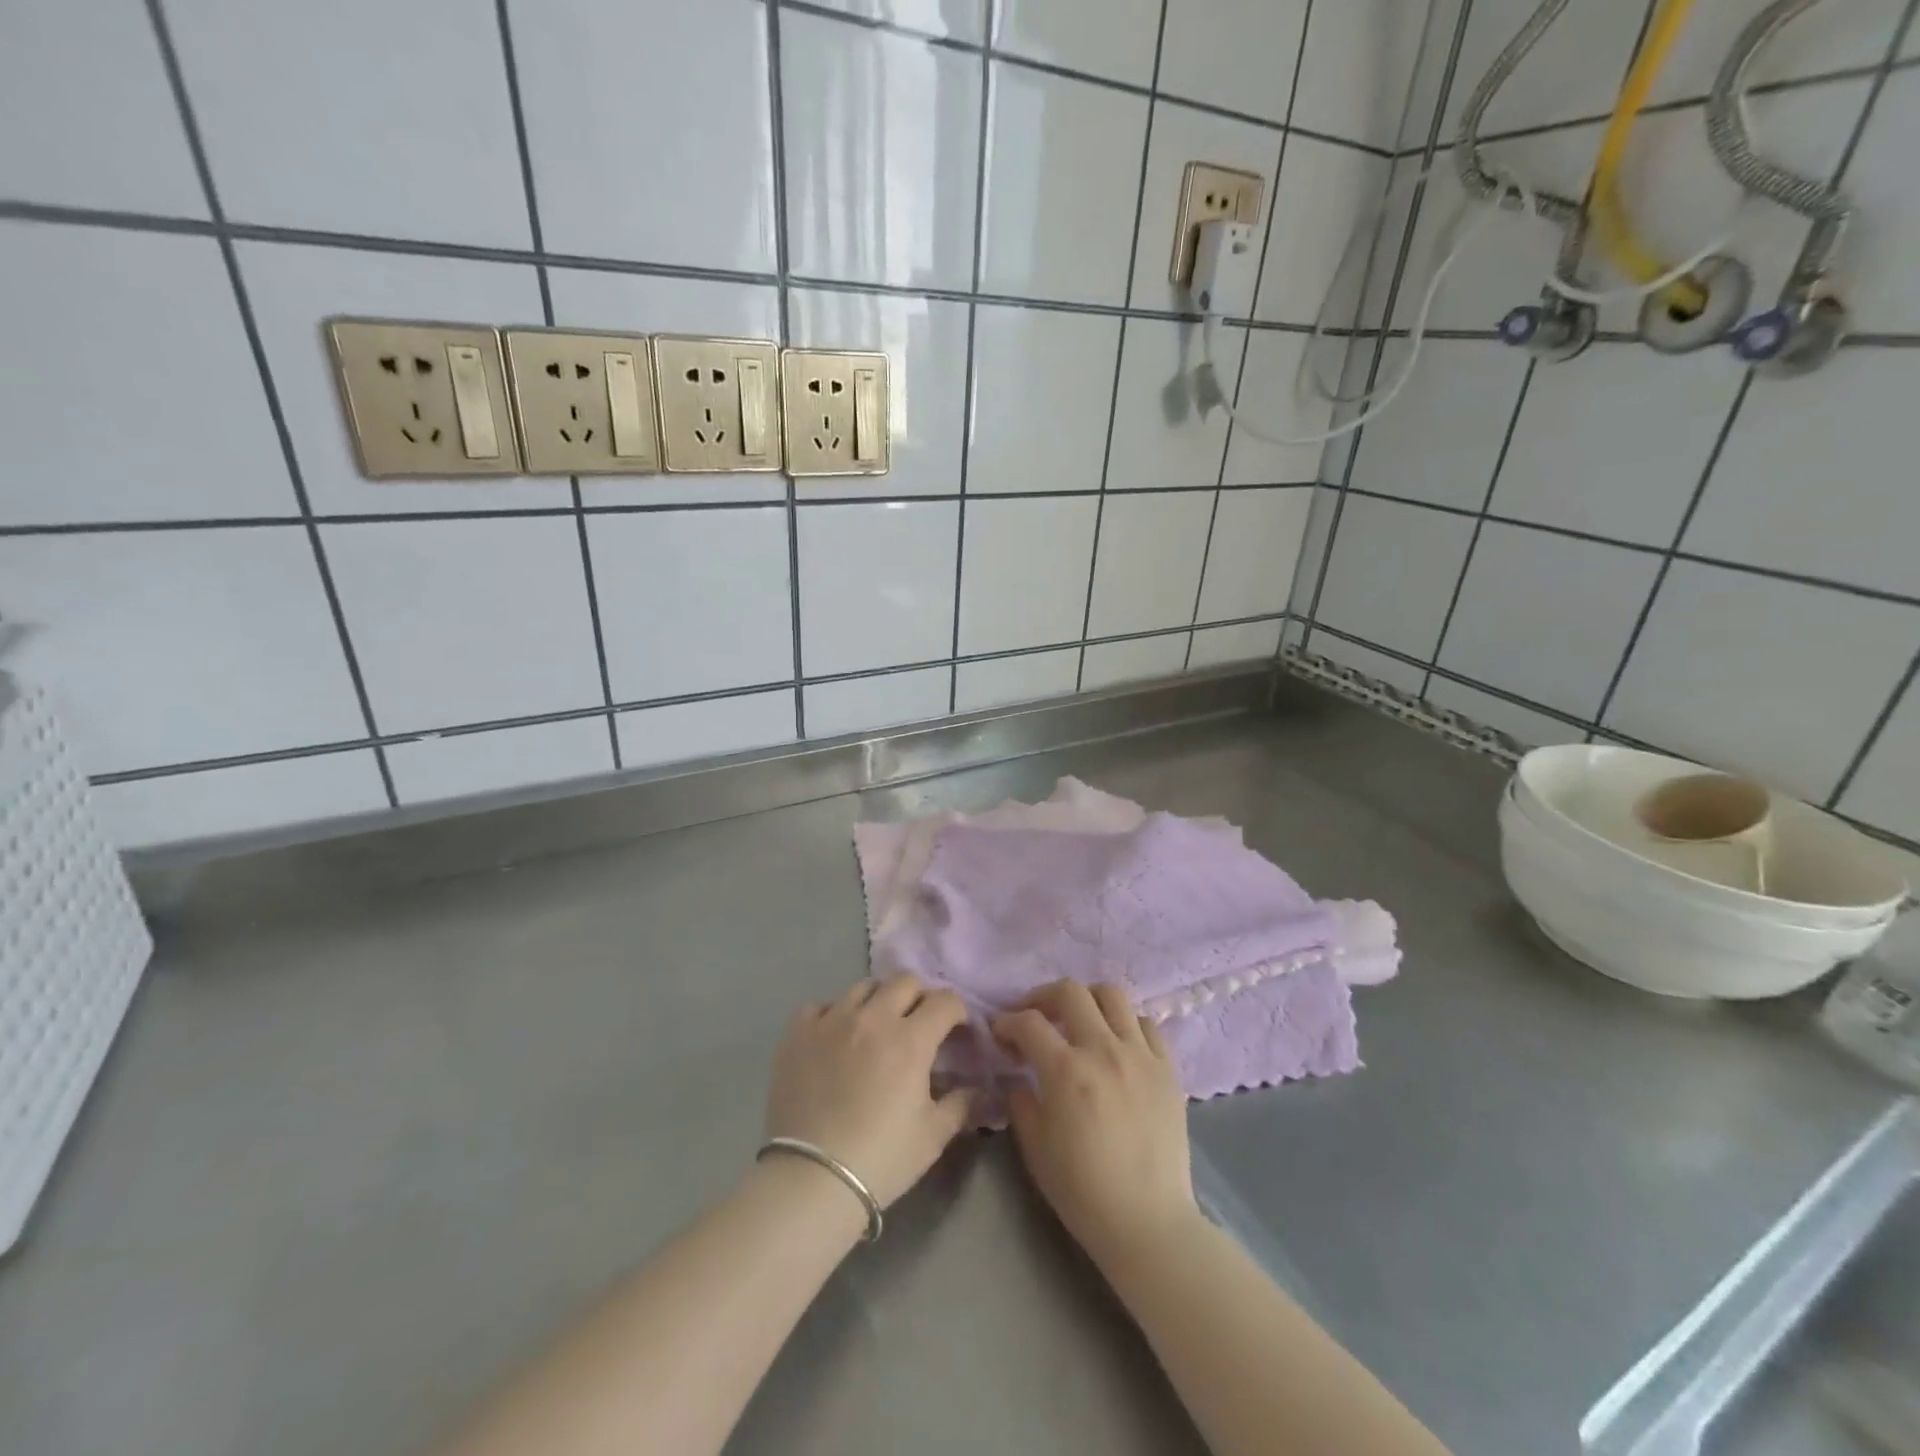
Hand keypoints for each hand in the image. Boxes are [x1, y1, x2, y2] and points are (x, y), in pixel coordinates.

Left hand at [765, 975, 972, 1208]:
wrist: (811, 1179)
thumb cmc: (881, 1159)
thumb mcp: (933, 1136)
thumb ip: (961, 1104)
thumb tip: (978, 1089)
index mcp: (910, 1039)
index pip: (944, 1001)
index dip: (958, 1011)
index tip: (958, 1029)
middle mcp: (872, 1018)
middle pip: (905, 982)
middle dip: (921, 996)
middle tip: (920, 1023)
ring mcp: (832, 1020)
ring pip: (863, 987)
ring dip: (879, 1000)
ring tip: (878, 1025)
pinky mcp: (798, 1032)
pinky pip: (821, 1005)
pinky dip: (834, 1014)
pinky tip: (836, 1037)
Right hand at [992, 981, 1199, 1267]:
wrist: (1148, 1223)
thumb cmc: (1083, 1191)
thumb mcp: (1035, 1148)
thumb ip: (1021, 1102)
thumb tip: (1017, 1075)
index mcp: (1066, 1070)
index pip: (1029, 1022)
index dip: (1007, 1021)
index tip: (1000, 1032)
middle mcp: (1104, 1050)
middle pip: (1070, 992)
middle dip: (1043, 997)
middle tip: (1035, 1016)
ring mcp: (1140, 1055)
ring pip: (1113, 995)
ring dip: (1088, 1000)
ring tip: (1079, 1021)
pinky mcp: (1168, 1068)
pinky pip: (1147, 1024)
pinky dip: (1126, 1024)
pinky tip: (1117, 1044)